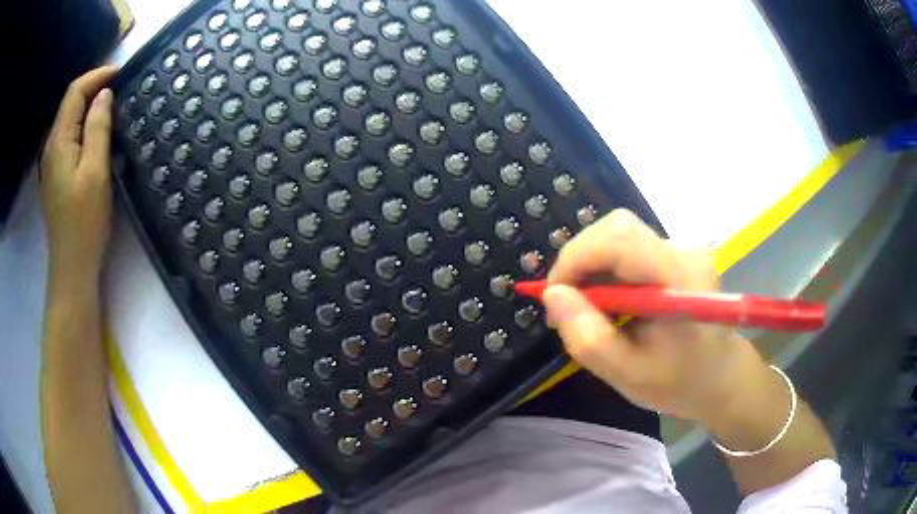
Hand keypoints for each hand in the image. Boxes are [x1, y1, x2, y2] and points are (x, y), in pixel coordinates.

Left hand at [40, 66, 117, 281]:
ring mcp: (51, 162)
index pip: (74, 92)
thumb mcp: (95, 171)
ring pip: (69, 119)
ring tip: (111, 105)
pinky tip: (96, 130)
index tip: (120, 73)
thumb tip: (104, 95)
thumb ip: (98, 128)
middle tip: (120, 87)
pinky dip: (83, 124)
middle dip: (93, 88)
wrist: (72, 265)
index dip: (96, 76)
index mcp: (58, 141)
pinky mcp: (56, 174)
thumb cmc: (84, 220)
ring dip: (88, 106)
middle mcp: (51, 146)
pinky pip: (69, 136)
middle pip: (70, 103)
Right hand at [543, 209, 766, 421]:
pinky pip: (631, 249)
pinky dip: (607, 271)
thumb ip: (588, 337)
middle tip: (566, 303)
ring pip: (621, 237)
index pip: (619, 238)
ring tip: (586, 309)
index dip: (576, 257)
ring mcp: (683, 251)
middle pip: (617, 229)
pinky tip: (609, 303)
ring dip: (592, 266)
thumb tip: (553, 294)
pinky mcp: (677, 256)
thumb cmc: (681, 383)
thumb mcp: (628, 374)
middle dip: (580, 260)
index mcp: (680, 280)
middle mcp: (684, 252)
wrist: (723, 377)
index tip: (554, 296)